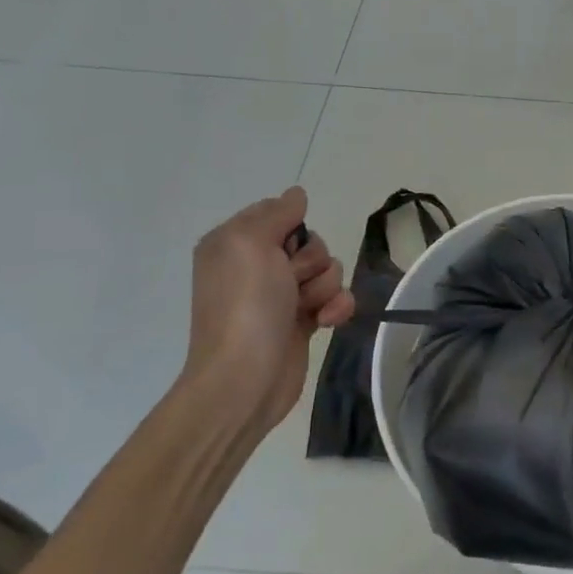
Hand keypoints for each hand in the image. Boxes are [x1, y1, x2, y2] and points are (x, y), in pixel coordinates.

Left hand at [180, 187, 354, 433]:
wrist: (246, 379)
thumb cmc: (246, 306)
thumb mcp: (250, 243)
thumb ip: (277, 212)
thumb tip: (296, 194)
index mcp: (235, 242)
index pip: (280, 213)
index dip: (292, 228)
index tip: (284, 247)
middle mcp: (256, 265)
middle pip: (310, 241)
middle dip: (312, 260)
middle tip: (291, 281)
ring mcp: (281, 294)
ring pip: (328, 269)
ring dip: (325, 286)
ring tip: (308, 308)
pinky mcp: (303, 320)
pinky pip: (336, 298)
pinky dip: (337, 307)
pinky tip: (327, 322)